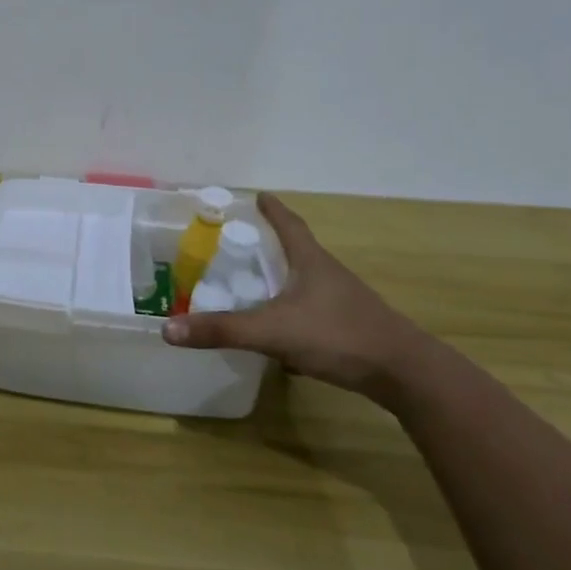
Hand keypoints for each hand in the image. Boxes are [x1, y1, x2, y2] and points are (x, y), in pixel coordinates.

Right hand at [162, 193, 431, 402]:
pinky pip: (312, 314)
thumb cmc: (338, 336)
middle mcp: (328, 275)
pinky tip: (278, 337)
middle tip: (241, 244)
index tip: (259, 196)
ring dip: (281, 282)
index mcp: (311, 262)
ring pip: (305, 285)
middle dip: (270, 246)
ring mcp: (342, 303)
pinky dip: (292, 316)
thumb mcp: (272, 331)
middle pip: (297, 252)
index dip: (273, 211)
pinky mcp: (349, 329)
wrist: (402, 373)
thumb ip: (221, 329)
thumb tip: (168, 328)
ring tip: (254, 287)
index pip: (289, 225)